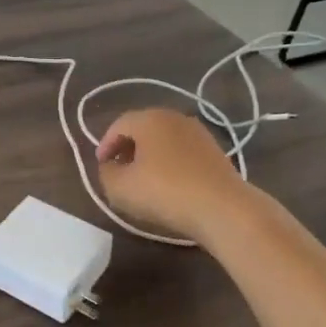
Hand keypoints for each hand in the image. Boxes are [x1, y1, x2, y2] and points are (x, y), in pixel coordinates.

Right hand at [95, 109, 250, 241]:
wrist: (224, 209)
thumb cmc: (165, 192)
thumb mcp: (120, 188)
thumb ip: (106, 173)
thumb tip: (110, 166)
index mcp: (149, 118)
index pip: (118, 125)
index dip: (105, 144)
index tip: (101, 165)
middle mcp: (174, 117)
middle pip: (143, 128)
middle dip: (128, 147)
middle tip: (119, 169)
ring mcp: (199, 133)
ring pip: (165, 140)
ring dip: (150, 155)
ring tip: (143, 179)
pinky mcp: (216, 151)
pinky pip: (183, 152)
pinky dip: (170, 163)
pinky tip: (169, 184)